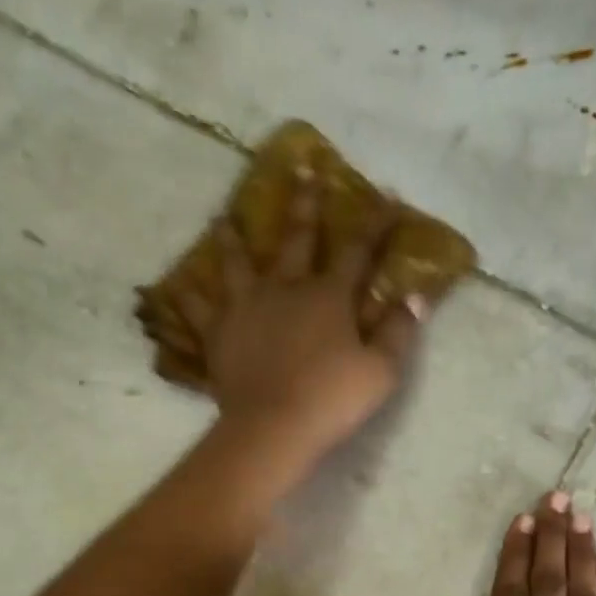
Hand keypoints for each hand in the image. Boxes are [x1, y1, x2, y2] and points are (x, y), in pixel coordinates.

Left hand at [177, 175, 424, 466]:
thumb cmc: (332, 399)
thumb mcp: (381, 370)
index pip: (358, 251)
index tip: (385, 192)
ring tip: (223, 217)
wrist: (273, 426)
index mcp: (329, 296)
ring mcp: (247, 308)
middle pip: (296, 239)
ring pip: (237, 264)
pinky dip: (189, 298)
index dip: (374, 222)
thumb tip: (417, 296)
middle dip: (304, 204)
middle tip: (302, 169)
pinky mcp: (218, 334)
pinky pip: (199, 311)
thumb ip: (399, 331)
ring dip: (232, 239)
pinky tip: (177, 286)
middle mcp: (286, 289)